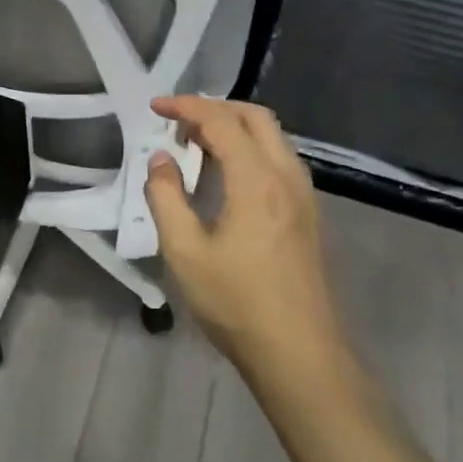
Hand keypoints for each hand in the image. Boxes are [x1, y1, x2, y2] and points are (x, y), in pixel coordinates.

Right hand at [143, 96, 357, 396]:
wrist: (299, 354)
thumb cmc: (236, 303)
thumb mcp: (184, 252)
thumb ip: (166, 197)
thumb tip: (161, 159)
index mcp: (257, 180)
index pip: (221, 121)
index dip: (186, 107)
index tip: (155, 107)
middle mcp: (286, 176)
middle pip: (255, 117)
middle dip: (214, 108)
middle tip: (177, 121)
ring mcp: (303, 195)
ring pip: (272, 137)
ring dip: (234, 127)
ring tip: (196, 142)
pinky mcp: (308, 214)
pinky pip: (279, 159)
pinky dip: (249, 148)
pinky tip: (226, 172)